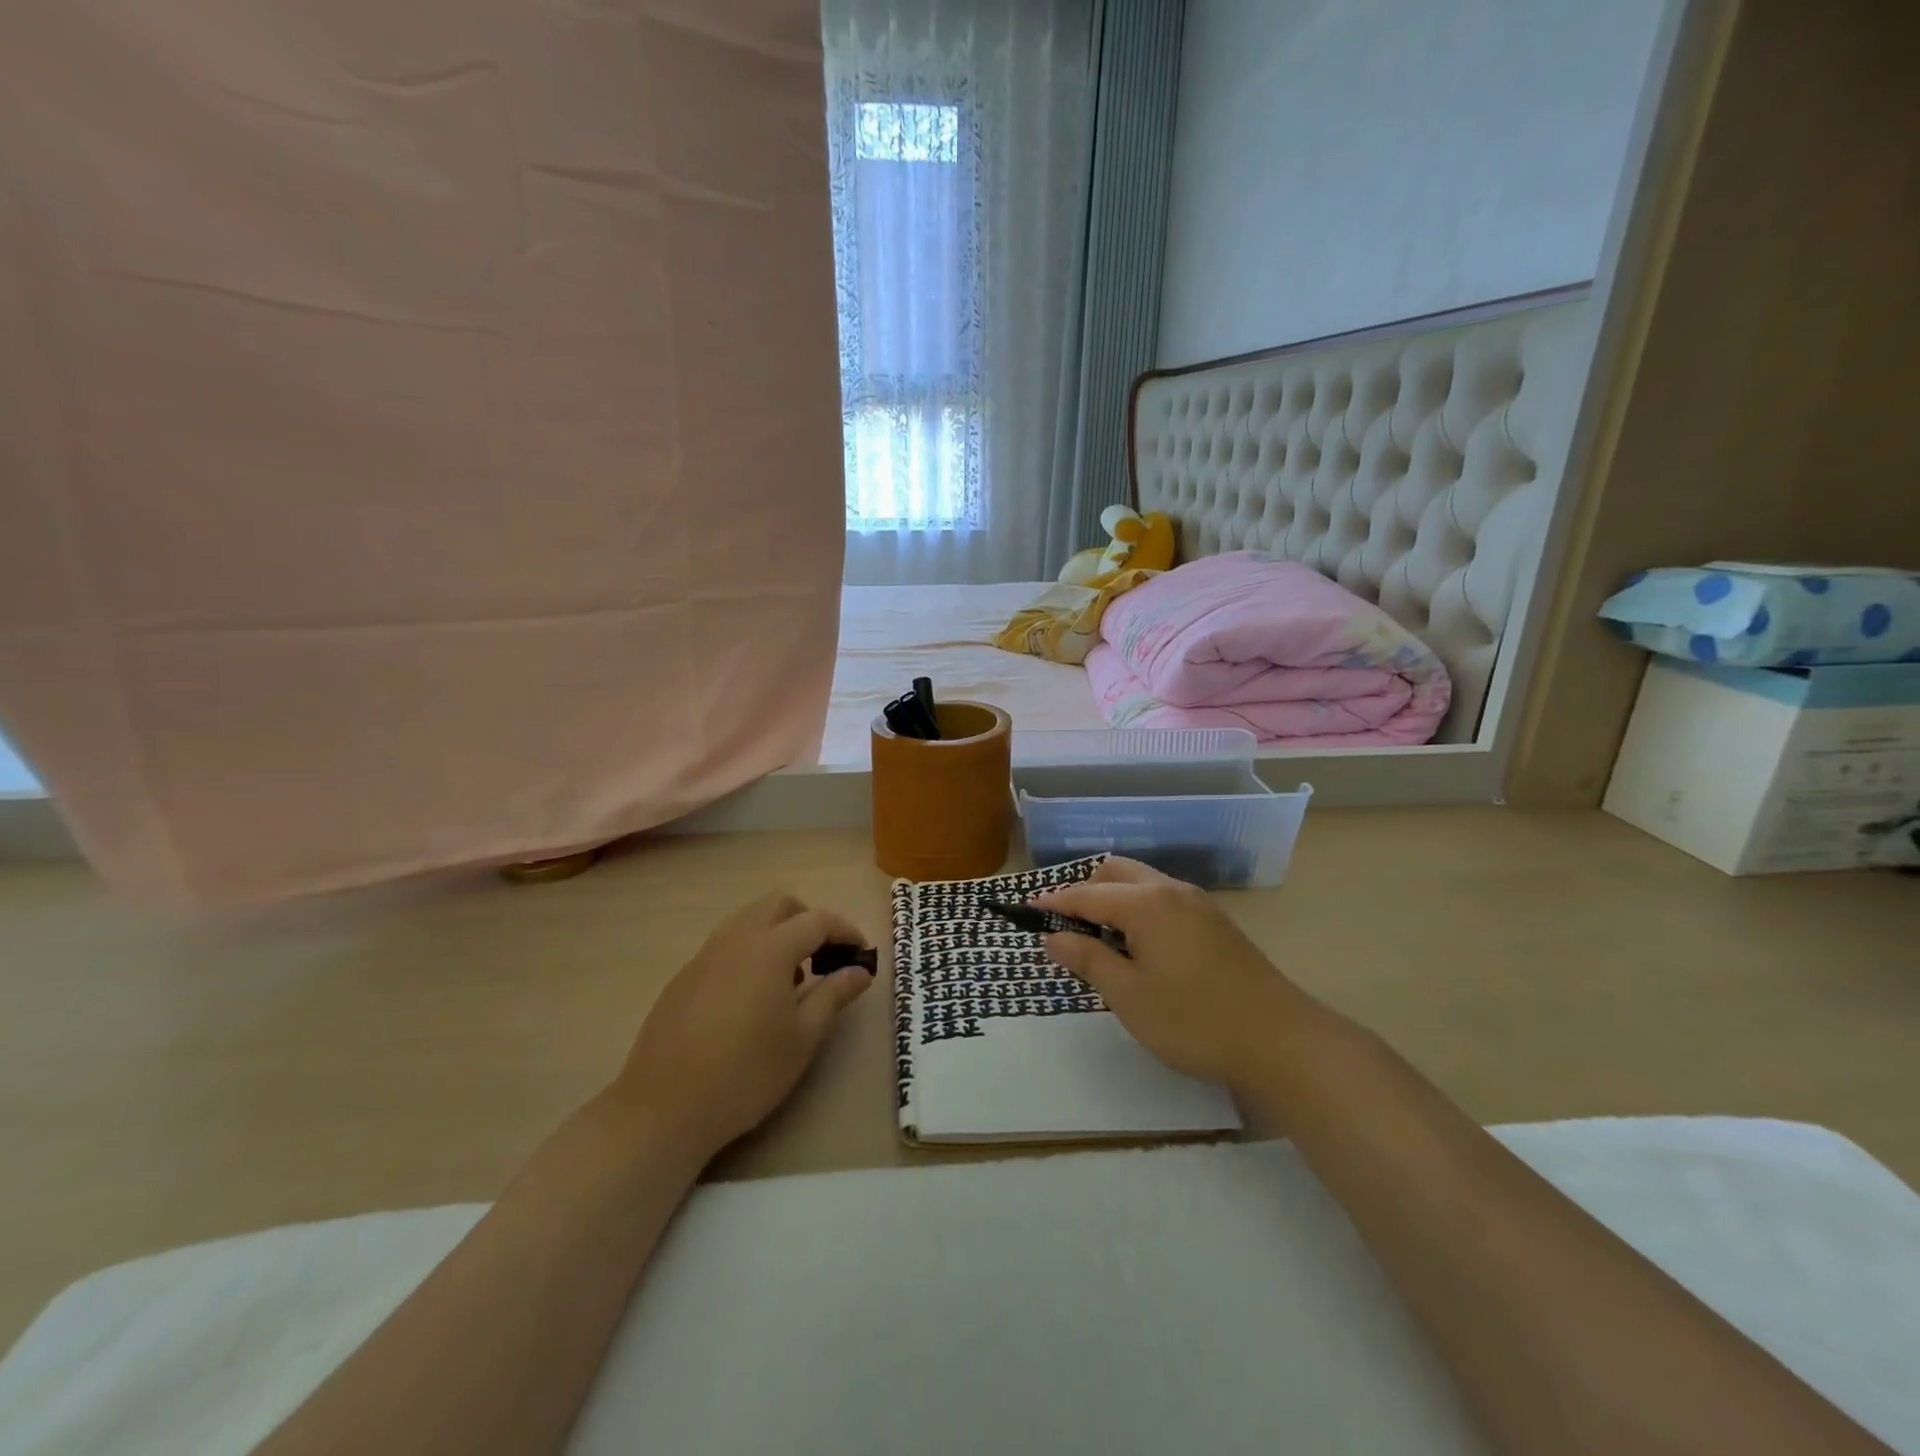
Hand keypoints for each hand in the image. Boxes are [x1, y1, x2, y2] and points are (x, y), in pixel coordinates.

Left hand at [613, 893, 874, 1158]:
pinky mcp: (683, 977)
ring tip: (788, 979)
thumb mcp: (803, 1037)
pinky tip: (750, 999)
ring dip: (776, 933)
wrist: (664, 1109)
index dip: (845, 931)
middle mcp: (736, 939)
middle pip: (779, 905)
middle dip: (808, 920)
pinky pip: (724, 946)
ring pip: (747, 920)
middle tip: (824, 958)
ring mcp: (704, 955)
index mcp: (771, 948)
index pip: (818, 920)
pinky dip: (749, 953)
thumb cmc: (747, 1073)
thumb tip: (860, 970)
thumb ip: (834, 994)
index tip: (861, 954)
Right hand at [1035, 858, 1314, 1089]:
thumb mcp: (1128, 996)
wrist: (1280, 1040)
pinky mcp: (1216, 922)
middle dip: (1086, 891)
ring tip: (1100, 939)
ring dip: (1114, 899)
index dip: (1055, 902)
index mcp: (1145, 903)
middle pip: (1116, 872)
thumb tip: (1053, 938)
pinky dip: (1139, 908)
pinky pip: (1164, 899)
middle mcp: (1171, 890)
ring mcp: (1198, 904)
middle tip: (1066, 927)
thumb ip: (1088, 960)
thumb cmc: (1193, 1020)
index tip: (1028, 909)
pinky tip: (1140, 946)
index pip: (1086, 894)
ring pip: (1143, 883)